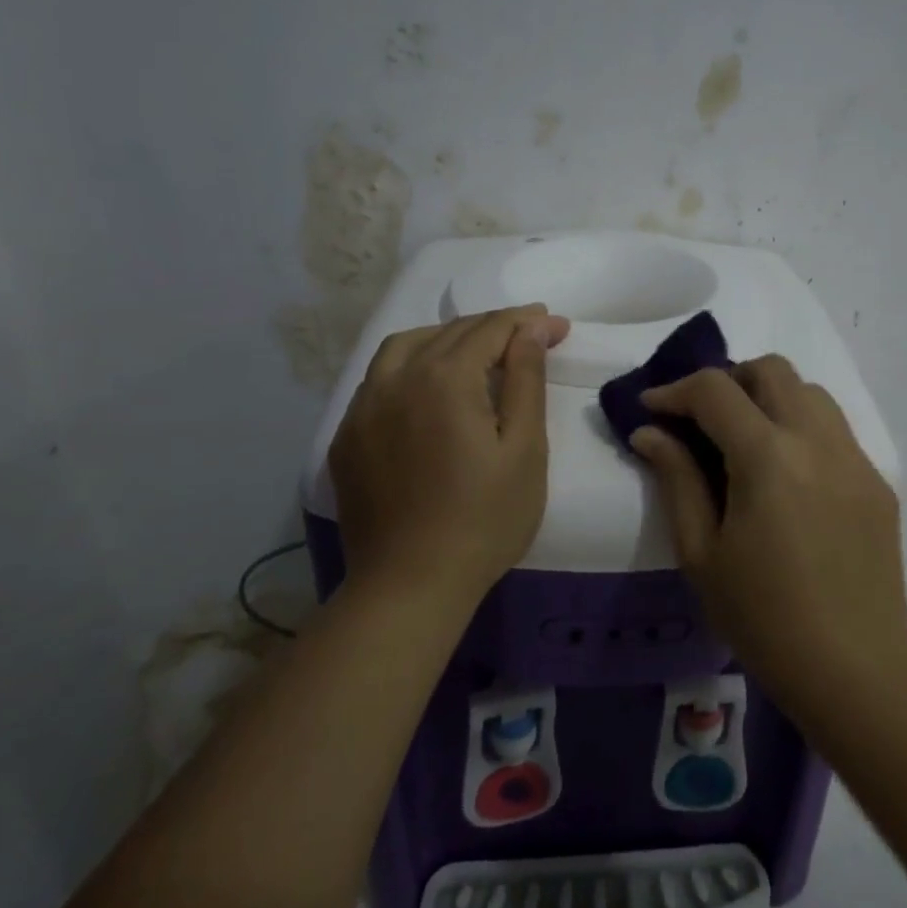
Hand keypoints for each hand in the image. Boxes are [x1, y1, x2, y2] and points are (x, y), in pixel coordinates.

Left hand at [330, 304, 570, 606]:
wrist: (410, 585)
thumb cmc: (484, 520)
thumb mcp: (524, 449)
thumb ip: (527, 380)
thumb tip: (533, 328)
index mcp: (445, 378)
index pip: (491, 329)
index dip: (528, 321)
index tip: (559, 325)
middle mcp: (397, 378)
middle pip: (450, 332)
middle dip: (495, 327)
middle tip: (531, 335)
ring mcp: (364, 407)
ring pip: (405, 346)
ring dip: (447, 337)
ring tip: (477, 349)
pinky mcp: (347, 436)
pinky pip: (379, 378)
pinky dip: (411, 365)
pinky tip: (428, 386)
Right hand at [631, 355, 906, 703]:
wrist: (855, 669)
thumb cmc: (763, 618)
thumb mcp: (701, 553)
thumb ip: (676, 480)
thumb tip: (650, 432)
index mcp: (768, 456)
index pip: (715, 390)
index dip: (675, 390)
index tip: (651, 408)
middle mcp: (817, 440)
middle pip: (772, 369)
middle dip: (728, 380)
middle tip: (701, 418)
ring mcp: (855, 458)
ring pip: (810, 392)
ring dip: (770, 397)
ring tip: (745, 439)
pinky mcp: (877, 481)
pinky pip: (835, 430)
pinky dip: (801, 428)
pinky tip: (787, 475)